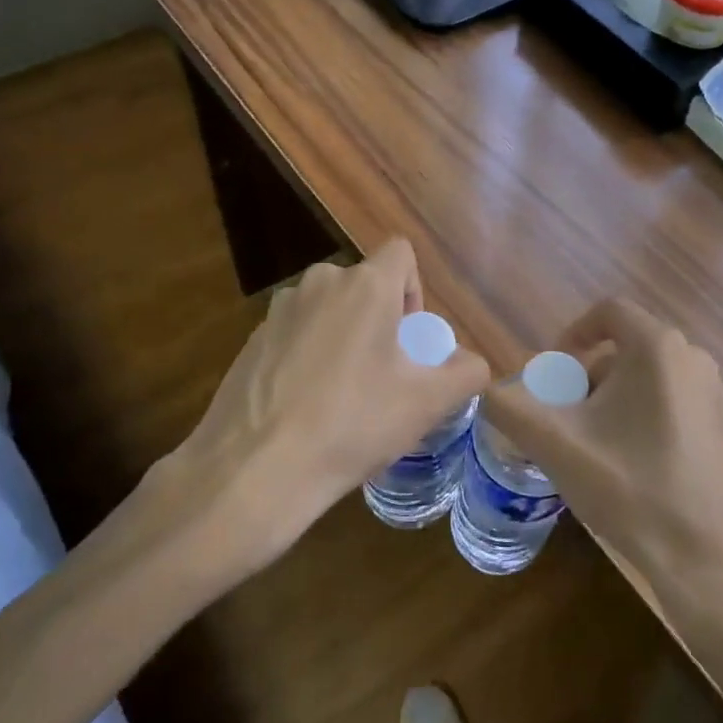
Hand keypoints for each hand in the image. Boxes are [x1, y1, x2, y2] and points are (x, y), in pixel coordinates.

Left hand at [147, 240, 488, 583]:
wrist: (256, 469)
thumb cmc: (353, 424)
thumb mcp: (427, 404)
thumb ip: (466, 373)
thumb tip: (472, 364)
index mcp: (364, 285)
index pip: (401, 253)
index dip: (415, 289)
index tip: (410, 340)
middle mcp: (319, 283)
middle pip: (364, 284)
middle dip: (380, 319)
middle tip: (384, 374)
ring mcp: (278, 311)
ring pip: (328, 310)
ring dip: (343, 337)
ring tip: (344, 394)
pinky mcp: (250, 340)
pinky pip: (295, 335)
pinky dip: (308, 356)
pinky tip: (305, 407)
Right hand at [481, 299, 722, 620]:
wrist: (704, 560)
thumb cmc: (629, 489)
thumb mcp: (555, 445)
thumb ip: (509, 407)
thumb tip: (488, 392)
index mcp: (658, 348)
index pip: (608, 312)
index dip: (572, 334)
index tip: (552, 372)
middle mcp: (695, 359)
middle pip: (627, 348)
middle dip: (589, 376)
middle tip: (567, 419)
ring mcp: (717, 394)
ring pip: (651, 377)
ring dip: (615, 398)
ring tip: (595, 445)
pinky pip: (675, 401)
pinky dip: (645, 416)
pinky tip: (633, 464)